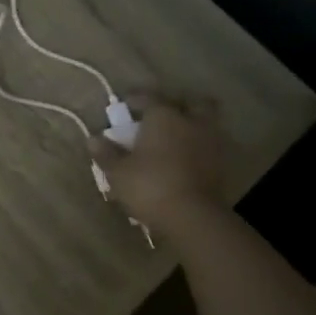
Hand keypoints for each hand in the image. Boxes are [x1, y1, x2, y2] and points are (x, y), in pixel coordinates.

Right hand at [87, 95, 229, 228]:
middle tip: (162, 114)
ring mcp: (210, 142)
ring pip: (205, 123)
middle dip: (177, 104)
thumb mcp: (118, 171)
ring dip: (192, 125)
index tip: (126, 104)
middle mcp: (191, 121)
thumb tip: (93, 139)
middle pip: (191, 102)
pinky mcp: (221, 164)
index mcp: (163, 116)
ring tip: (175, 137)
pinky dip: (199, 147)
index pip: (149, 97)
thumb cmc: (149, 186)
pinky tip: (186, 158)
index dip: (136, 99)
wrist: (193, 217)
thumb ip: (106, 153)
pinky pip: (209, 146)